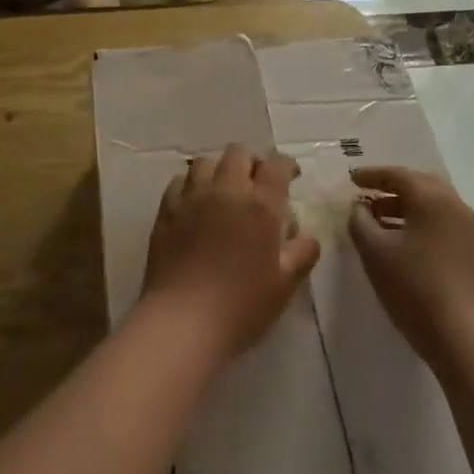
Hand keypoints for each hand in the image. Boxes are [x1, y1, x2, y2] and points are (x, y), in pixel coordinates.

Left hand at [143, 145, 319, 360]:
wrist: (183, 321)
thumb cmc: (242, 305)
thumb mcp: (286, 284)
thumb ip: (303, 252)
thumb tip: (307, 235)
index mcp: (261, 205)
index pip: (277, 164)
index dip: (286, 165)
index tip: (291, 176)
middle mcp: (226, 190)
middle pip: (239, 153)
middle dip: (252, 161)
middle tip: (257, 183)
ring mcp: (192, 197)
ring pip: (205, 162)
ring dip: (219, 170)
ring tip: (223, 190)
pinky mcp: (166, 211)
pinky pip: (178, 182)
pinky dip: (190, 184)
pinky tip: (194, 203)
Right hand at [347, 166, 473, 366]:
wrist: (461, 334)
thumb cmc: (412, 286)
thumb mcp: (374, 252)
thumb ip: (360, 221)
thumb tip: (359, 207)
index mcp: (432, 198)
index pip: (398, 175)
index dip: (372, 175)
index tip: (351, 180)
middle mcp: (454, 204)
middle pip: (419, 183)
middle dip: (391, 186)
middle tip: (366, 195)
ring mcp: (467, 226)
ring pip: (432, 202)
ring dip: (404, 204)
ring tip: (377, 218)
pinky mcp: (471, 247)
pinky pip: (441, 219)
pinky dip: (419, 219)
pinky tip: (399, 238)